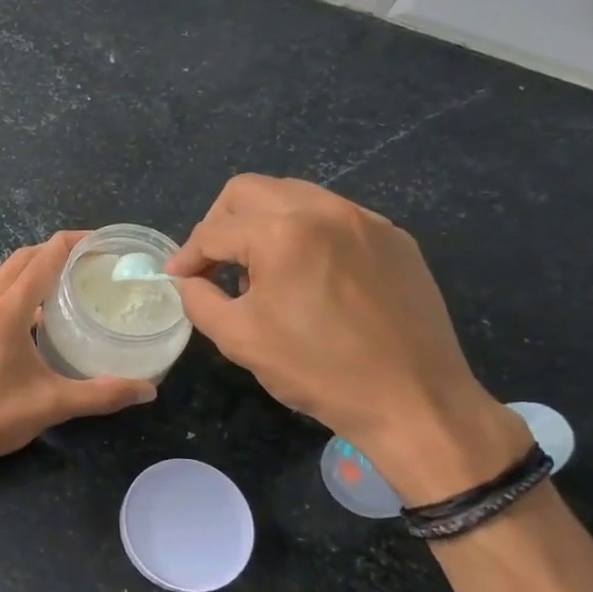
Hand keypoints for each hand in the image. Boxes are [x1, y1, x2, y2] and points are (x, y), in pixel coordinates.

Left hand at [0, 231, 156, 472]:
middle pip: (17, 262)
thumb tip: (148, 389)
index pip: (42, 261)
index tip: (96, 241)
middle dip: (49, 253)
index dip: (70, 244)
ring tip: (54, 290)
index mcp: (6, 313)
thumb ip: (102, 394)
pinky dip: (3, 301)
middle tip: (81, 262)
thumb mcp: (53, 405)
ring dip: (24, 277)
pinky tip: (18, 329)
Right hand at [167, 176, 525, 502]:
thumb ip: (198, 299)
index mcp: (282, 233)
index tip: (177, 279)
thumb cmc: (317, 370)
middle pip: (249, 191)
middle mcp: (324, 210)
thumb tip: (187, 280)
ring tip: (261, 271)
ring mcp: (365, 220)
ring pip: (293, 196)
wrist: (415, 401)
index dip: (187, 256)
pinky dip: (305, 235)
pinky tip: (308, 278)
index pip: (214, 231)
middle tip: (213, 263)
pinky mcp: (394, 238)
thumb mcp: (239, 339)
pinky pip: (333, 218)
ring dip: (261, 224)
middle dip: (219, 223)